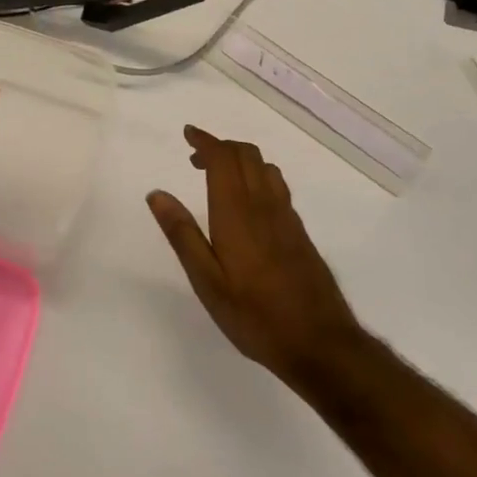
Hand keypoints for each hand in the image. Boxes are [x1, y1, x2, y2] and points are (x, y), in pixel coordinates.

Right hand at [148, 126, 364, 385]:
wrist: (319, 342)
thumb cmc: (254, 315)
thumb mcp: (207, 281)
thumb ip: (182, 234)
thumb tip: (157, 194)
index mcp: (237, 213)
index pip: (223, 158)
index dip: (205, 140)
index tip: (188, 134)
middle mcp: (264, 205)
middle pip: (246, 154)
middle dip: (220, 146)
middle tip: (195, 157)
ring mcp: (286, 216)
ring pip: (264, 167)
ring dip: (240, 158)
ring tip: (218, 175)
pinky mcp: (299, 231)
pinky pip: (277, 185)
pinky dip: (256, 175)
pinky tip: (248, 201)